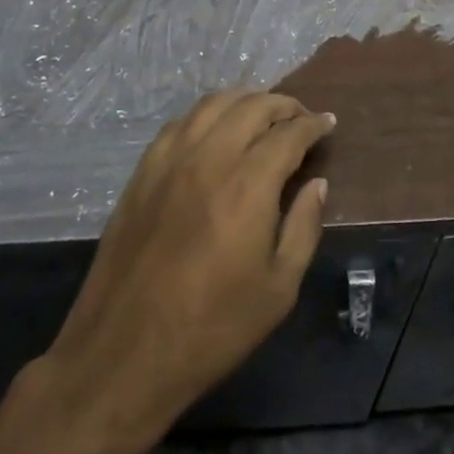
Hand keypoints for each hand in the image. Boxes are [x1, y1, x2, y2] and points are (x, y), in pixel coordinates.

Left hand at [40, 90, 331, 440]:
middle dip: (283, 105)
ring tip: (262, 115)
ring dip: (244, 100)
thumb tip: (317, 183)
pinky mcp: (142, 172)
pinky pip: (180, 123)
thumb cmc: (212, 328)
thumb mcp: (278, 288)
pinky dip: (207, 115)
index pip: (288, 133)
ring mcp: (169, 160)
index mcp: (248, 184)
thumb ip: (303, 226)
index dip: (313, 124)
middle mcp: (209, 157)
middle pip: (251, 106)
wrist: (125, 353)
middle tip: (300, 117)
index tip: (328, 123)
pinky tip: (215, 131)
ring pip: (212, 104)